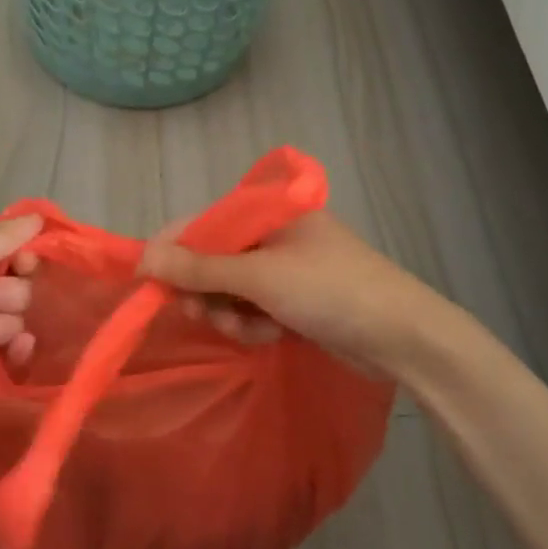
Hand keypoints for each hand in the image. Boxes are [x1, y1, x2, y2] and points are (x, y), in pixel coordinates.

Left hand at [0, 214, 40, 537]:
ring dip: (3, 323)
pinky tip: (13, 352)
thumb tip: (40, 218)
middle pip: (14, 286)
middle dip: (6, 293)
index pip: (7, 252)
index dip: (23, 259)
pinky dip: (13, 351)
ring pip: (12, 320)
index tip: (25, 266)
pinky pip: (4, 353)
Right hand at [139, 210, 454, 375]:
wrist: (402, 337)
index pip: (201, 223)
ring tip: (253, 329)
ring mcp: (283, 268)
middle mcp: (271, 234)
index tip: (147, 282)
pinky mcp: (292, 299)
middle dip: (206, 290)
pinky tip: (272, 335)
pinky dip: (253, 324)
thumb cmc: (330, 291)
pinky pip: (250, 308)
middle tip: (206, 313)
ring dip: (230, 313)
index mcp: (267, 211)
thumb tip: (145, 256)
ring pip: (227, 289)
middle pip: (210, 259)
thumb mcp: (259, 277)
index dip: (170, 251)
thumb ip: (199, 267)